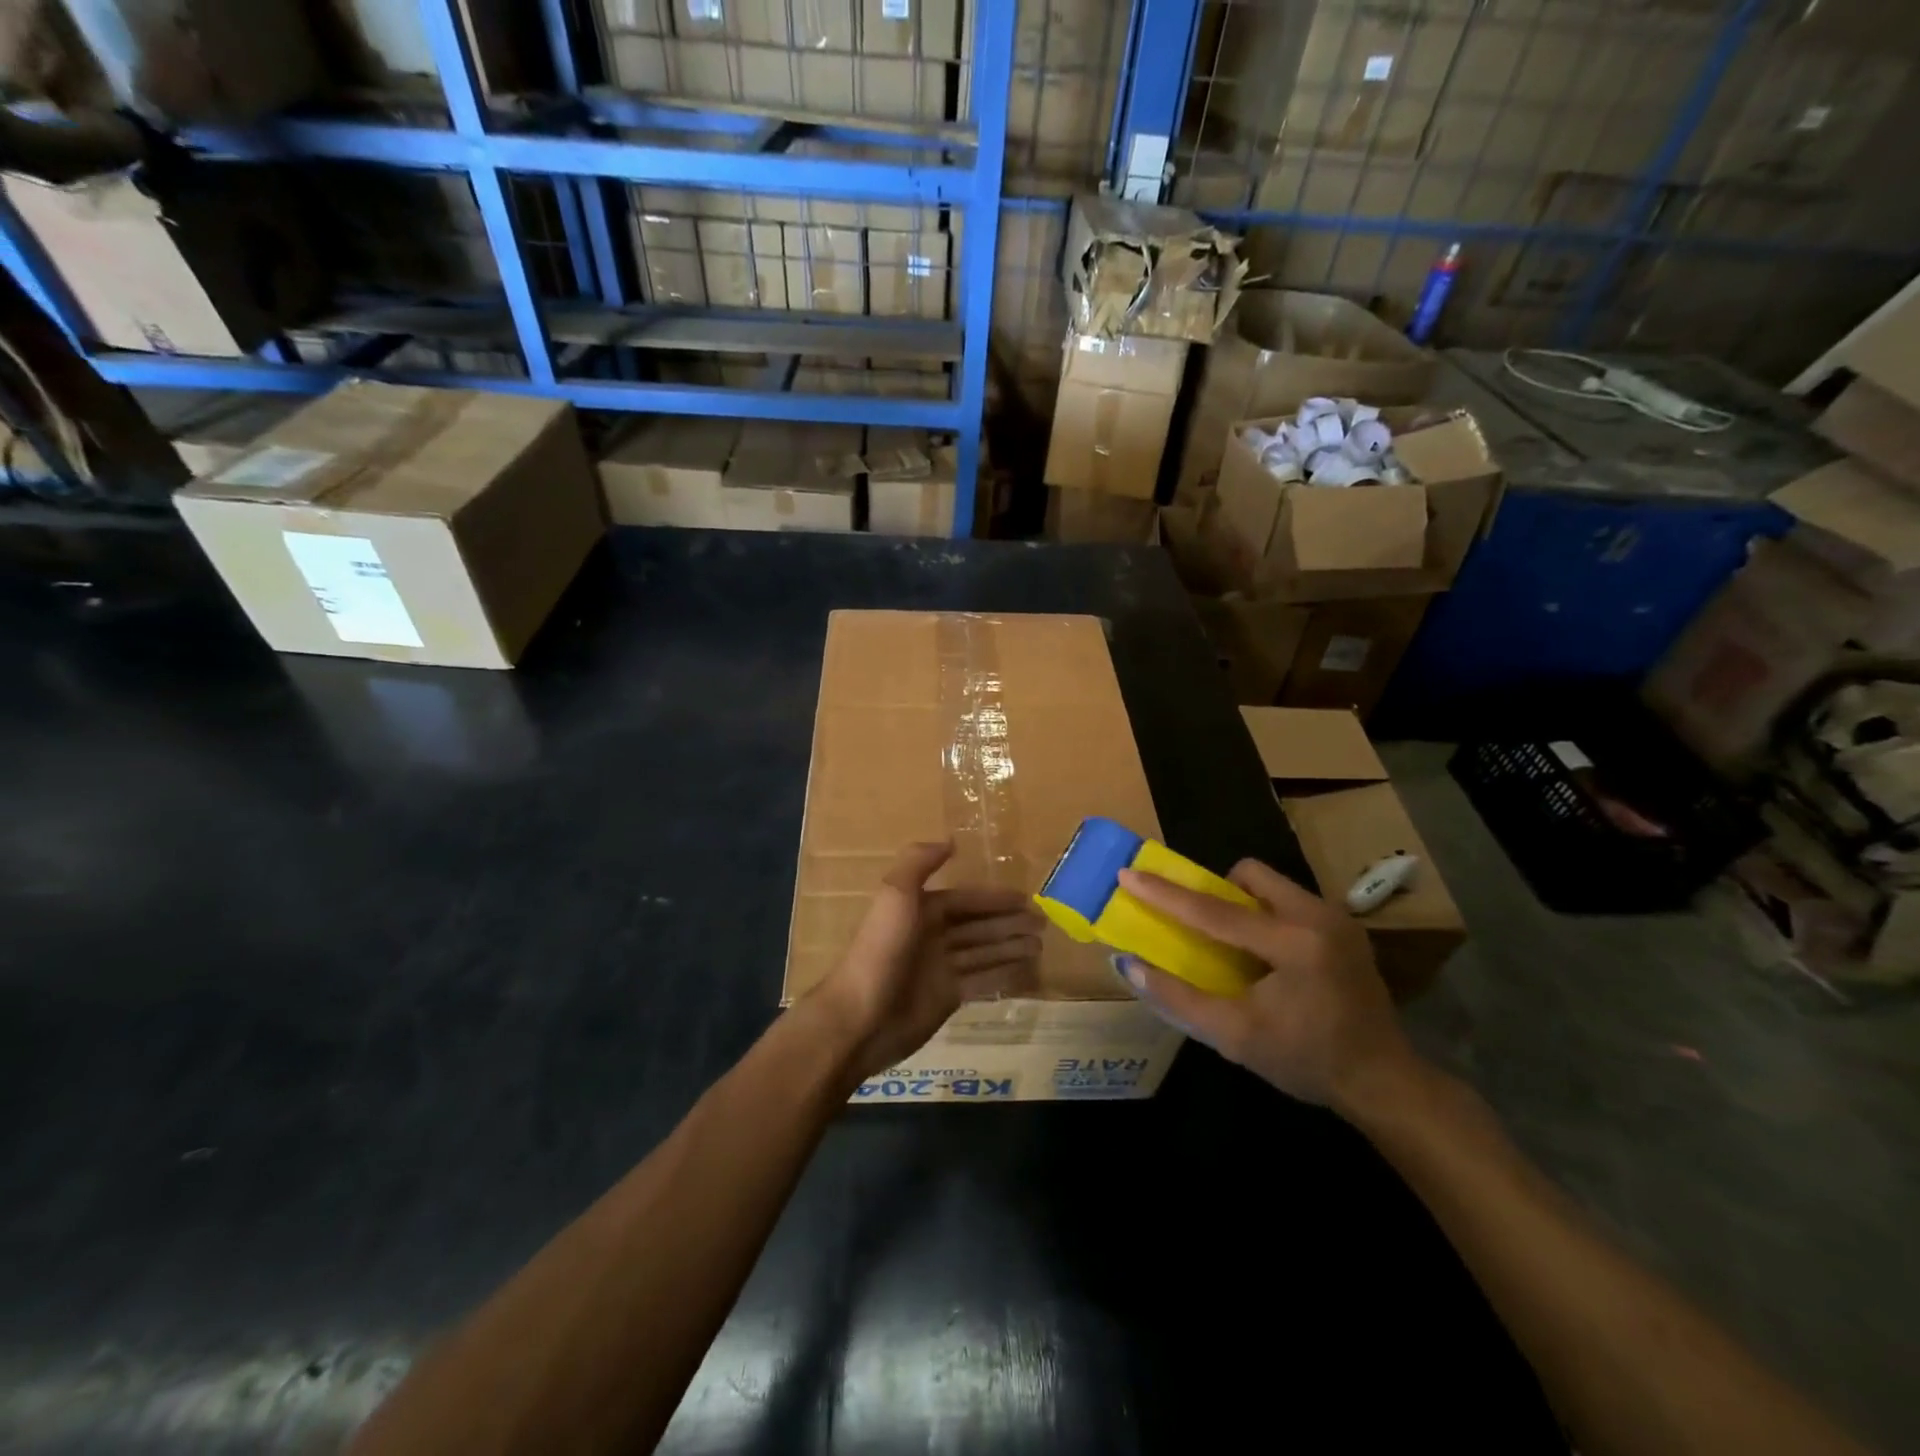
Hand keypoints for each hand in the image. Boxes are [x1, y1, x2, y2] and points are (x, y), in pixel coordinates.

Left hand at [809, 842, 1043, 1081]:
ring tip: (1041, 944)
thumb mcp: (895, 895)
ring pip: (983, 952)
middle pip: (977, 926)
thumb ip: (919, 862)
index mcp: (919, 911)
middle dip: (1008, 922)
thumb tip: (950, 841)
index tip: (1026, 897)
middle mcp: (931, 936)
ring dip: (1011, 946)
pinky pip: (981, 981)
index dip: (993, 898)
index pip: (964, 900)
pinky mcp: (945, 998)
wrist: (861, 1017)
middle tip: (1044, 922)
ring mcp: (939, 969)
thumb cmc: (881, 950)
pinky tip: (1026, 970)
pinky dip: (1003, 974)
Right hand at [1113, 859, 1417, 1112]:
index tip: (1128, 873)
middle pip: (1250, 875)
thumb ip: (1179, 998)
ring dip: (1244, 903)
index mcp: (1293, 944)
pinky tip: (1268, 956)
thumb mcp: (1235, 1037)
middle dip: (1218, 890)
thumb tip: (1130, 966)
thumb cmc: (1305, 1061)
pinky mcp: (1346, 927)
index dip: (1165, 893)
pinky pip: (1291, 900)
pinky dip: (1267, 915)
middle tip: (1204, 926)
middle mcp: (1318, 917)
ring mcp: (1337, 918)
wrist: (1383, 1081)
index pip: (1214, 911)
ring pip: (1272, 884)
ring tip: (1236, 944)